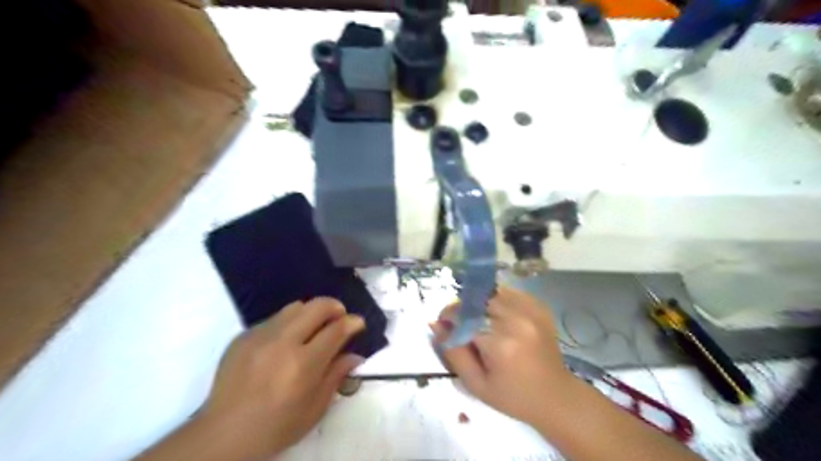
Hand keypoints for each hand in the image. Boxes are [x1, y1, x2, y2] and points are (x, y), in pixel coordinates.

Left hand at [198, 296, 362, 458]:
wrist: (223, 434)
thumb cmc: (277, 427)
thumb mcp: (315, 408)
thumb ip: (336, 375)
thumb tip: (355, 355)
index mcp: (303, 364)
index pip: (336, 329)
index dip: (352, 322)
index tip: (358, 322)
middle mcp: (282, 342)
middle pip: (317, 306)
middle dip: (335, 307)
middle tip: (339, 317)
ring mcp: (260, 336)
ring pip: (295, 307)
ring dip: (311, 312)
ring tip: (313, 327)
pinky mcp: (243, 336)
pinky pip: (274, 319)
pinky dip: (288, 323)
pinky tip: (285, 342)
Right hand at [432, 286, 572, 425]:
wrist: (555, 397)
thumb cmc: (513, 397)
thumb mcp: (476, 384)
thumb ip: (453, 353)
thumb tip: (435, 324)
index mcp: (501, 343)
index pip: (464, 316)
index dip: (449, 316)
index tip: (442, 324)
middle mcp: (517, 320)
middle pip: (478, 299)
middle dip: (463, 307)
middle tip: (460, 323)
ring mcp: (531, 310)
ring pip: (493, 292)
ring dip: (480, 302)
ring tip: (479, 320)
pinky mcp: (539, 307)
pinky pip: (509, 293)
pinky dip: (497, 300)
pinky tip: (497, 317)